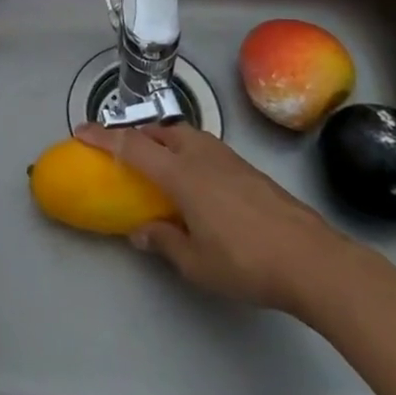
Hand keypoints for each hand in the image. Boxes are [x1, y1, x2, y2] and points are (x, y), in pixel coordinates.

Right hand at [77, 121, 355, 313]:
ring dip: (166, 140)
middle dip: (138, 135)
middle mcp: (200, 155)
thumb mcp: (196, 263)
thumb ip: (163, 242)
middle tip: (125, 151)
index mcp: (180, 174)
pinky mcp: (249, 170)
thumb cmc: (247, 262)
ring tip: (161, 163)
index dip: (104, 138)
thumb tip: (140, 231)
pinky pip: (206, 148)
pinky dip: (189, 153)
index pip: (132, 147)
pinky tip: (197, 181)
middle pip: (161, 131)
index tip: (81, 131)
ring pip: (186, 135)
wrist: (315, 260)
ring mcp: (228, 159)